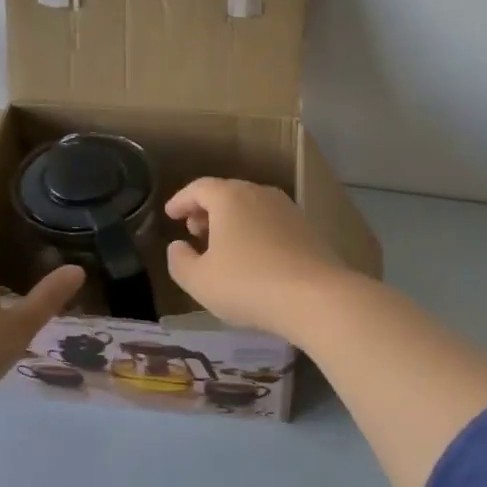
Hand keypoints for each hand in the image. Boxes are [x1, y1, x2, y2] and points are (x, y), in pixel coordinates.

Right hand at [163, 178, 350, 338]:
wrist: (316, 297)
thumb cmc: (248, 284)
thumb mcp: (200, 281)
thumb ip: (180, 261)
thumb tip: (178, 246)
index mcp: (230, 197)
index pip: (198, 188)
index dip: (181, 201)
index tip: (170, 215)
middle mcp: (260, 193)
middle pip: (227, 193)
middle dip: (206, 210)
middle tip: (194, 231)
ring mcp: (287, 209)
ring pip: (251, 207)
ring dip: (232, 221)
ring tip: (221, 246)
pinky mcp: (307, 229)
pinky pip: (270, 222)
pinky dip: (254, 231)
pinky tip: (252, 257)